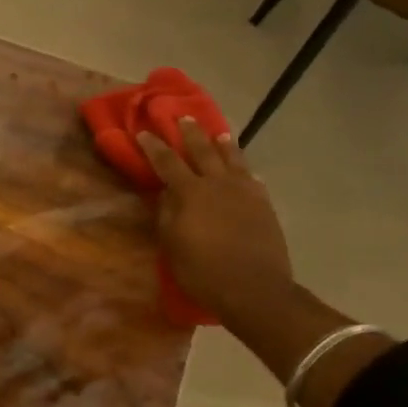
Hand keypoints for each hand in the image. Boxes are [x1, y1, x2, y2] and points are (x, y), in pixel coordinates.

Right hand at [137, 118, 295, 332]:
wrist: (255, 289)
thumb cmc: (204, 271)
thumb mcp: (173, 245)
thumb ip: (167, 214)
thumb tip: (166, 194)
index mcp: (191, 193)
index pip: (167, 162)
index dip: (154, 146)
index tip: (143, 131)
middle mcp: (218, 184)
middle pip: (203, 151)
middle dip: (191, 133)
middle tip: (184, 117)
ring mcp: (245, 192)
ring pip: (233, 159)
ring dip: (223, 145)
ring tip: (219, 134)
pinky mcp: (264, 205)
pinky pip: (253, 179)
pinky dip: (245, 171)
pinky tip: (246, 172)